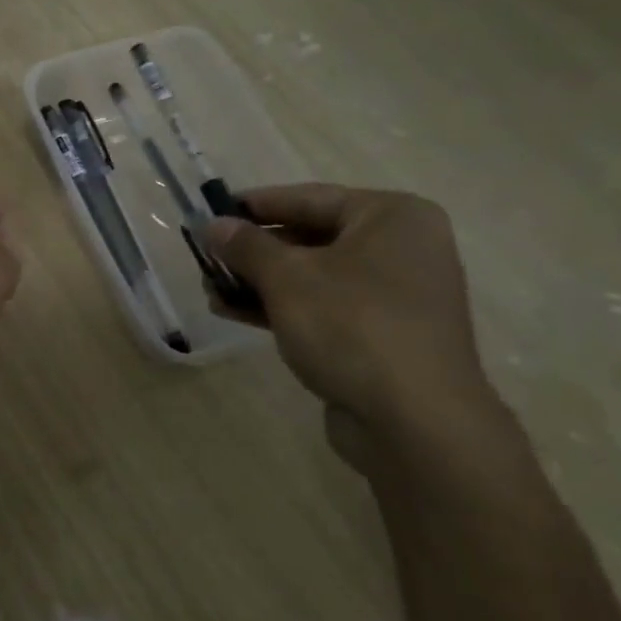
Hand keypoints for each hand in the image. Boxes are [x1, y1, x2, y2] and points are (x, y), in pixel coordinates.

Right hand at [204, 184, 494, 436]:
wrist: (414, 422)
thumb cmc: (353, 327)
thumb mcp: (288, 278)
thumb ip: (246, 246)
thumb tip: (213, 225)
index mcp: (391, 217)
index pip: (308, 198)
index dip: (255, 205)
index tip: (211, 211)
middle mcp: (400, 248)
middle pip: (310, 237)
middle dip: (253, 251)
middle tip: (206, 257)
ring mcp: (393, 295)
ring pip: (312, 276)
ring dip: (259, 282)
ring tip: (211, 289)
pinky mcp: (380, 335)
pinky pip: (323, 307)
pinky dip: (282, 307)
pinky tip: (235, 313)